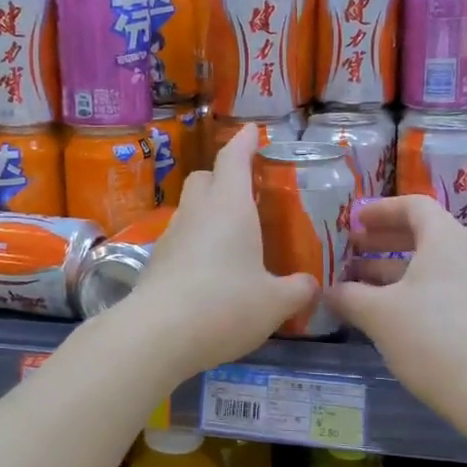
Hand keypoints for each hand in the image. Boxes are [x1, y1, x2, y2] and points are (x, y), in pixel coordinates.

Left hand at [126, 128, 318, 378]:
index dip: (244, 142)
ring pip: (190, 209)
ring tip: (232, 237)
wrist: (157, 335)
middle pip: (204, 178)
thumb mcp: (274, 303)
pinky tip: (211, 271)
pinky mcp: (156, 263)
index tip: (252, 131)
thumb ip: (297, 290)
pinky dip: (196, 243)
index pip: (234, 159)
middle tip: (246, 191)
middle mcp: (197, 213)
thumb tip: (310, 285)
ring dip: (208, 212)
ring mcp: (171, 237)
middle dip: (223, 176)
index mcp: (230, 207)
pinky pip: (180, 240)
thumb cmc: (225, 305)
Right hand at [327, 196, 466, 425]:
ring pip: (433, 261)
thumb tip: (328, 291)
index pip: (413, 206)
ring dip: (395, 267)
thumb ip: (349, 295)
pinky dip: (416, 286)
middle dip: (383, 241)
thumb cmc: (431, 338)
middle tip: (350, 250)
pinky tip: (389, 309)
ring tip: (359, 283)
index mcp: (447, 238)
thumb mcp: (378, 314)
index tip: (353, 221)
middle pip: (423, 232)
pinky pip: (446, 283)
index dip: (380, 210)